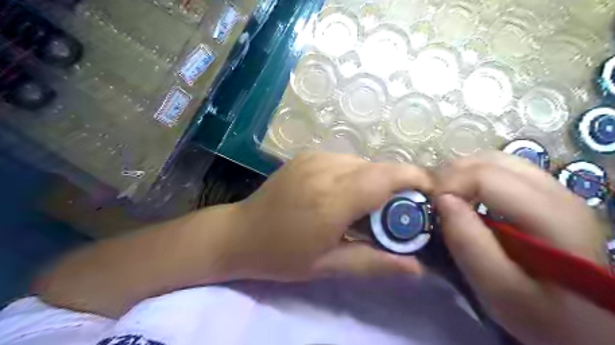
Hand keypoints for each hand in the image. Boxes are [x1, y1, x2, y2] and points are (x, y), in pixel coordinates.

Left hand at [226, 152, 430, 280]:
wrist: (240, 233)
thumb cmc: (282, 255)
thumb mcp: (328, 266)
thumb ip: (374, 263)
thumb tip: (417, 267)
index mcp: (333, 199)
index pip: (387, 176)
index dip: (416, 180)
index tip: (430, 196)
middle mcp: (326, 169)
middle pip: (379, 168)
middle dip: (397, 186)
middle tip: (395, 215)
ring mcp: (315, 157)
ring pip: (363, 163)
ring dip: (374, 182)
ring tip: (365, 208)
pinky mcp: (307, 155)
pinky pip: (345, 161)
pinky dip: (355, 175)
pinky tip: (343, 194)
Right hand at [435, 152, 611, 344]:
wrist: (587, 325)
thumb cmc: (543, 314)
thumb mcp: (499, 289)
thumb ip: (468, 243)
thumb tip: (442, 200)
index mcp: (551, 215)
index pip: (485, 177)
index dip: (449, 185)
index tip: (430, 207)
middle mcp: (557, 191)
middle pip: (490, 160)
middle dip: (452, 174)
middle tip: (433, 199)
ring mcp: (556, 189)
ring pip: (496, 159)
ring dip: (463, 172)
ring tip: (446, 195)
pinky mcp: (549, 194)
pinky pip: (503, 169)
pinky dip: (476, 175)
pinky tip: (468, 195)